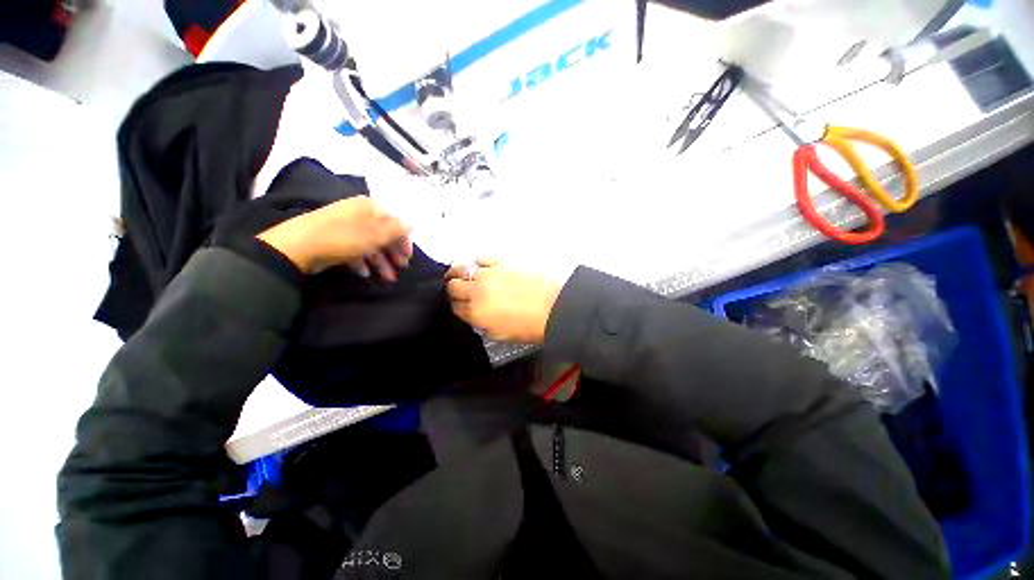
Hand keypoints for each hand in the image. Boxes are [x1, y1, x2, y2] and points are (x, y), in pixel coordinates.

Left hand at [257, 197, 412, 278]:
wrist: (297, 246)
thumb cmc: (343, 237)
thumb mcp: (375, 234)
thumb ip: (396, 230)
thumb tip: (411, 224)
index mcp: (370, 208)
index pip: (395, 223)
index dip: (403, 241)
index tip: (408, 258)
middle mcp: (359, 214)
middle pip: (383, 235)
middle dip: (393, 254)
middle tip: (401, 269)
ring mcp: (346, 227)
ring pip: (370, 245)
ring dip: (381, 262)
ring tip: (386, 278)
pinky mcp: (335, 240)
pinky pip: (355, 250)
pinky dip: (363, 262)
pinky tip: (365, 274)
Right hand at [445, 259, 561, 342]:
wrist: (555, 306)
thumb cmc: (532, 325)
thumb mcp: (502, 334)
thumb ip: (483, 324)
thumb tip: (477, 316)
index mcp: (476, 313)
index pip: (456, 307)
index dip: (458, 306)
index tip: (462, 305)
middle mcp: (477, 291)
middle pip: (454, 286)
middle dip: (455, 289)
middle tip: (461, 289)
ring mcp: (489, 273)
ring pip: (462, 269)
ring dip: (461, 273)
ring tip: (463, 273)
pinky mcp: (501, 260)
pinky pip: (482, 257)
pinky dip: (479, 261)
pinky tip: (482, 265)